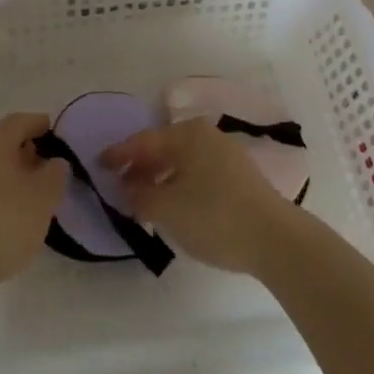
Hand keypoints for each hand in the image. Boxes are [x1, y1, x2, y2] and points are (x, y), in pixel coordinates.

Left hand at [0, 112, 68, 293]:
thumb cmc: (0, 223)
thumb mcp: (42, 199)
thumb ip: (55, 175)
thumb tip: (54, 162)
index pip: (23, 121)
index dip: (42, 127)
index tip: (59, 141)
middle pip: (4, 142)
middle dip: (27, 154)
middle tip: (47, 174)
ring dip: (10, 178)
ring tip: (29, 202)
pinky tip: (4, 221)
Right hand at [100, 118, 296, 275]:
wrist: (276, 239)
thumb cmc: (214, 216)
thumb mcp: (167, 208)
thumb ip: (140, 195)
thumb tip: (127, 186)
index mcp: (186, 134)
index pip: (143, 141)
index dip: (118, 154)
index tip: (98, 164)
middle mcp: (205, 136)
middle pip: (163, 148)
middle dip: (139, 167)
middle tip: (120, 186)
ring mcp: (225, 154)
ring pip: (181, 162)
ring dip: (160, 178)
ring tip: (145, 201)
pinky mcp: (239, 177)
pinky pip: (197, 173)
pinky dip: (180, 184)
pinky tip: (176, 206)